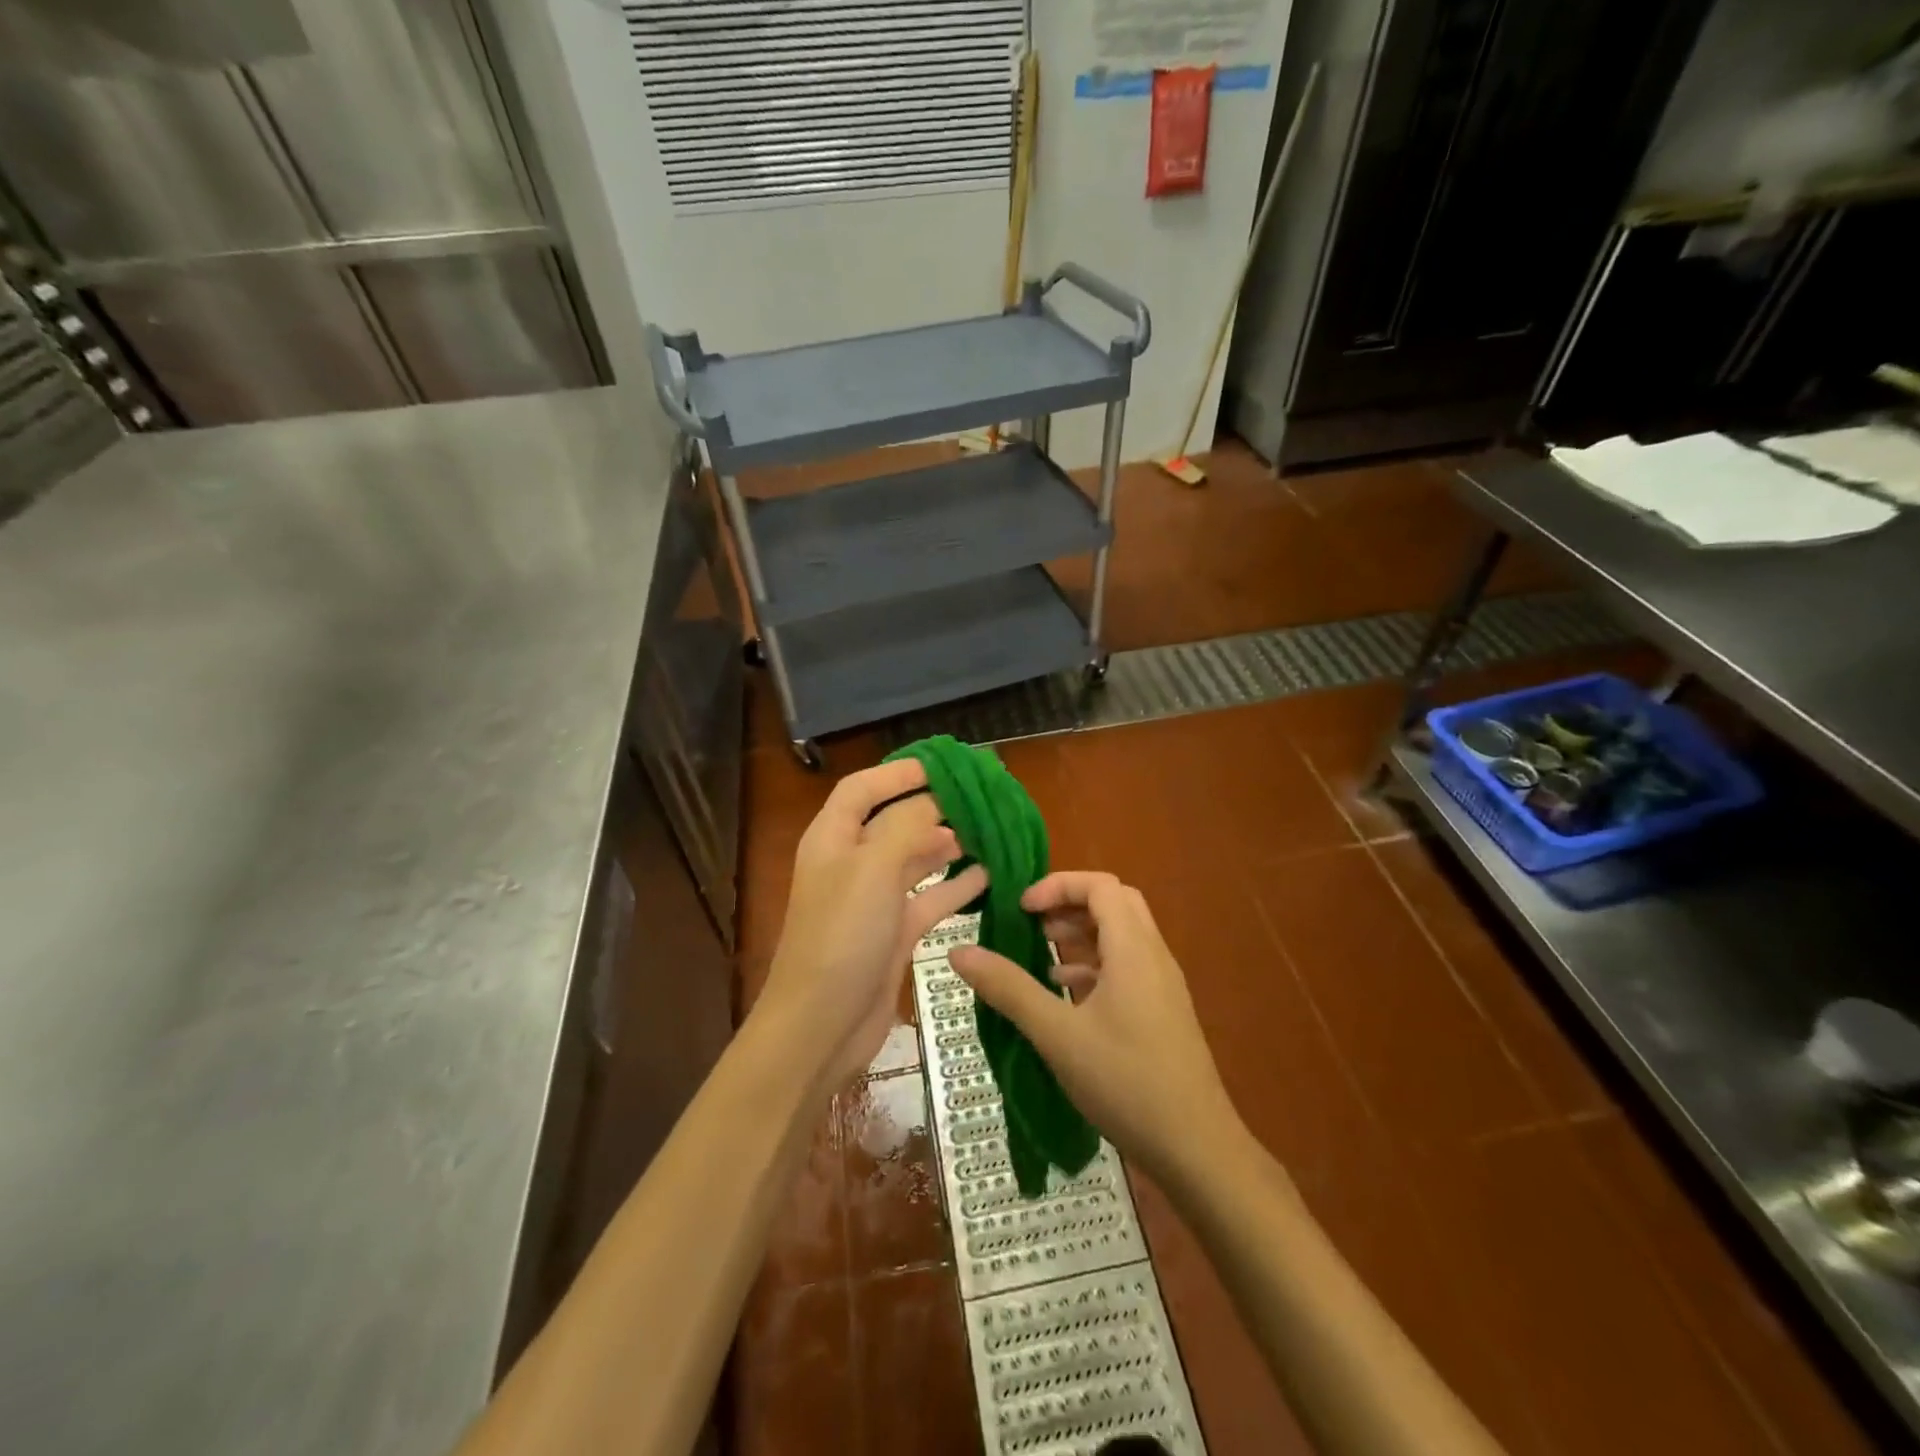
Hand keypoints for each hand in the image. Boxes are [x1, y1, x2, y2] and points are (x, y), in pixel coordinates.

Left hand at [757, 760, 986, 1089]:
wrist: (821, 1025)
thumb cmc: (842, 934)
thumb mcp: (873, 868)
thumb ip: (907, 826)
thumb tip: (936, 801)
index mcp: (833, 838)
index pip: (863, 788)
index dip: (898, 773)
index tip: (943, 765)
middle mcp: (851, 863)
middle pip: (893, 821)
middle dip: (932, 807)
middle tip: (979, 798)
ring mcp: (872, 900)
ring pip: (914, 859)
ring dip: (948, 845)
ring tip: (988, 832)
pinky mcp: (893, 933)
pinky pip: (929, 899)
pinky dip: (955, 887)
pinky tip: (987, 877)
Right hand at [948, 872, 1241, 1181]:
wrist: (1197, 1148)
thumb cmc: (1125, 1082)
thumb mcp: (1057, 1035)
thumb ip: (1008, 988)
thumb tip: (958, 952)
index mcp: (1133, 949)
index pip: (1100, 885)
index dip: (1058, 886)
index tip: (1021, 908)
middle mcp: (1154, 955)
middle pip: (1115, 903)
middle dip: (1070, 903)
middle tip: (1032, 921)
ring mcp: (1162, 984)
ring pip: (1123, 935)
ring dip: (1082, 933)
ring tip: (1041, 952)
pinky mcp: (1163, 1011)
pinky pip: (1129, 966)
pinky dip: (1095, 964)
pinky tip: (1067, 993)